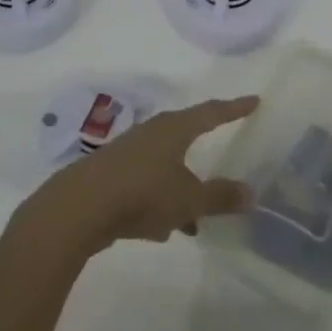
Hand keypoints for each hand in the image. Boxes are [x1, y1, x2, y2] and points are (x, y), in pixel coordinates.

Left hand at [16, 96, 257, 257]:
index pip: (211, 113)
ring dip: (179, 189)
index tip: (253, 101)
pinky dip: (158, 202)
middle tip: (221, 155)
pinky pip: (145, 186)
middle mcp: (150, 134)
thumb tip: (250, 193)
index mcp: (173, 130)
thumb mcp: (188, 199)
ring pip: (164, 167)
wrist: (77, 209)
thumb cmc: (141, 194)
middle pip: (184, 136)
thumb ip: (219, 196)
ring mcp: (127, 154)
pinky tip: (160, 229)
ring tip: (194, 220)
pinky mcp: (111, 177)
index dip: (234, 108)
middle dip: (202, 152)